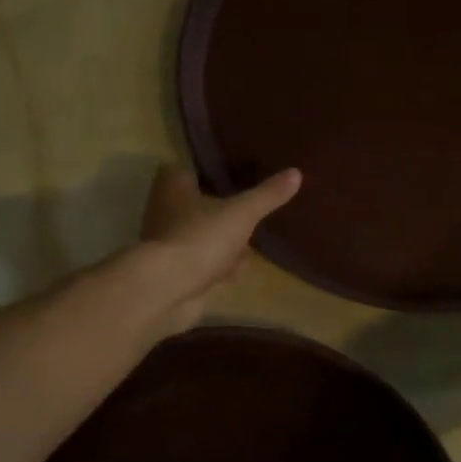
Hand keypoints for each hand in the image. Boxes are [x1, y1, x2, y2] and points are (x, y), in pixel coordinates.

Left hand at [134, 164, 301, 335]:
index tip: (233, 176)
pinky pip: (199, 264)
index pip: (187, 170)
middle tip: (246, 211)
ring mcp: (166, 245)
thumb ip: (267, 195)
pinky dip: (216, 268)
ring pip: (199, 236)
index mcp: (173, 187)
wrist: (167, 291)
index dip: (208, 172)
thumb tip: (296, 173)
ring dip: (221, 243)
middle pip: (194, 205)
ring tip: (248, 245)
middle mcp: (164, 212)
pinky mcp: (172, 274)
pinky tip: (236, 272)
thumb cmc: (200, 239)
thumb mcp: (242, 213)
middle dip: (219, 212)